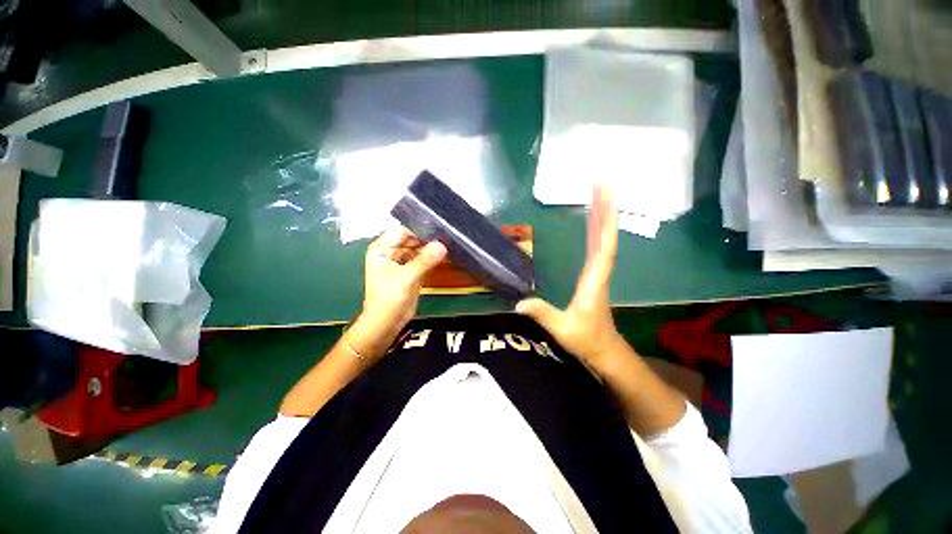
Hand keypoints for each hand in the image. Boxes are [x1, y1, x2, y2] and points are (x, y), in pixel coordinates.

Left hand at [348, 228, 446, 359]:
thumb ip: (424, 261)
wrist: (386, 324)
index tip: (439, 230)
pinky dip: (433, 260)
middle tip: (448, 239)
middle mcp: (392, 253)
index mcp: (382, 249)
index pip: (403, 231)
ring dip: (433, 251)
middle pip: (413, 240)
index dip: (420, 230)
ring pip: (420, 250)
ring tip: (451, 246)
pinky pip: (424, 261)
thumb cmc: (388, 299)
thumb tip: (442, 245)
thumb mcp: (406, 278)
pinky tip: (447, 258)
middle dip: (429, 240)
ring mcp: (402, 262)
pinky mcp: (412, 272)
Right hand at [516, 186, 624, 371]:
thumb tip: (518, 302)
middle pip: (605, 236)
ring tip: (596, 196)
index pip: (604, 246)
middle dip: (604, 209)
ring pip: (602, 240)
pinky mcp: (593, 277)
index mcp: (594, 280)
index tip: (606, 197)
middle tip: (600, 184)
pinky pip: (595, 248)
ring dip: (600, 218)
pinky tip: (590, 224)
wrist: (605, 351)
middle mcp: (599, 272)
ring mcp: (597, 274)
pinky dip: (595, 232)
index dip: (606, 221)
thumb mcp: (562, 328)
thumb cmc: (586, 340)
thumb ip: (542, 314)